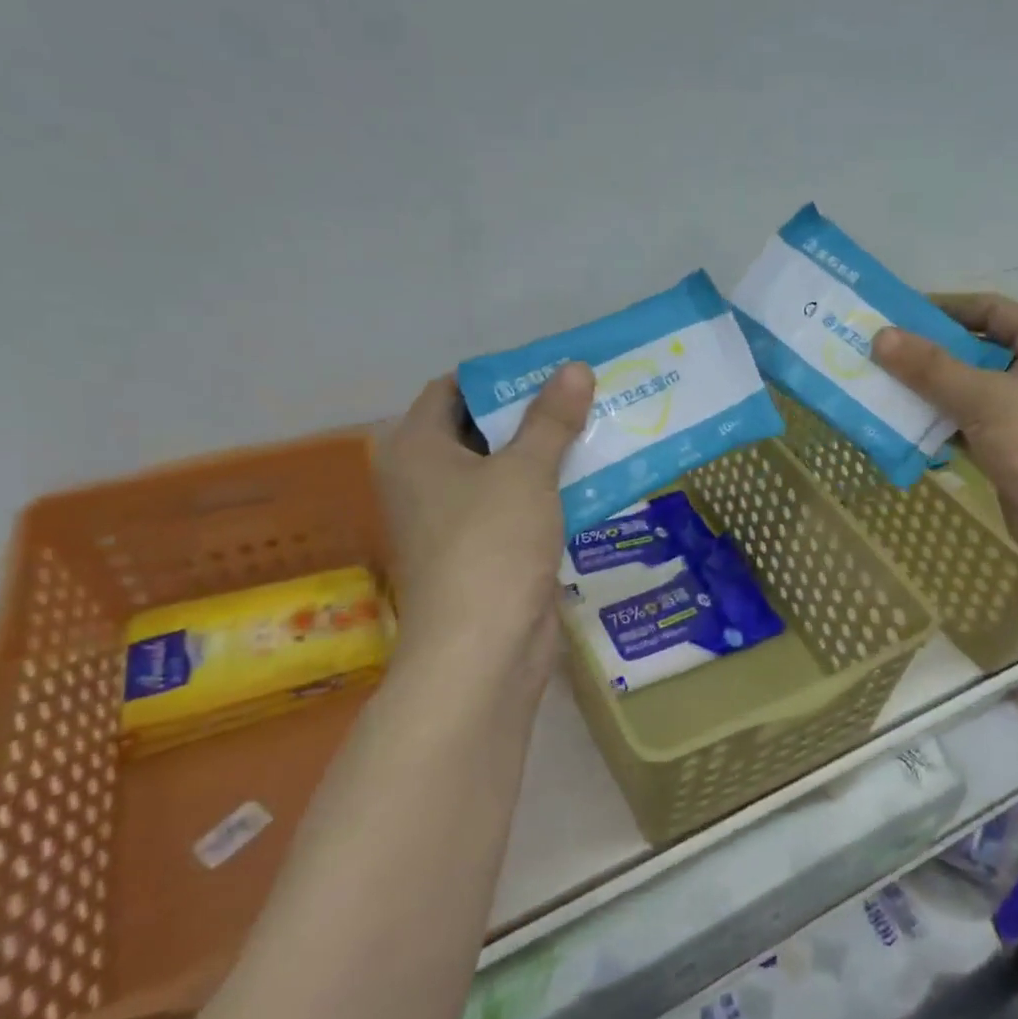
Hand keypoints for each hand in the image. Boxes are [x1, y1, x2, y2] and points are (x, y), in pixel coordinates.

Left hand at [375, 364, 595, 704]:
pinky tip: (596, 479)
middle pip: (482, 429)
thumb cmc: (491, 545)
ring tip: (602, 429)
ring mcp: (454, 519)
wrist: (482, 651)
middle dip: (535, 415)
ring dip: (549, 454)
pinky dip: (550, 492)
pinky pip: (518, 506)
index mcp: (415, 447)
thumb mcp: (526, 472)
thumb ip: (551, 419)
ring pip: (505, 471)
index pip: (455, 389)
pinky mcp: (484, 551)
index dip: (504, 377)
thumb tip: (575, 368)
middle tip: (588, 396)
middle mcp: (425, 478)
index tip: (553, 370)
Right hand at [872, 295, 1017, 563]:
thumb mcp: (982, 397)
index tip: (902, 315)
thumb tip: (880, 337)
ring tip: (885, 389)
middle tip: (884, 355)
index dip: (948, 309)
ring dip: (931, 392)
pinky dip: (941, 425)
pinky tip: (906, 427)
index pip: (993, 310)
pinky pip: (970, 425)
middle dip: (931, 355)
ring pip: (970, 392)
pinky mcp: (1013, 449)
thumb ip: (930, 367)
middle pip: (978, 352)